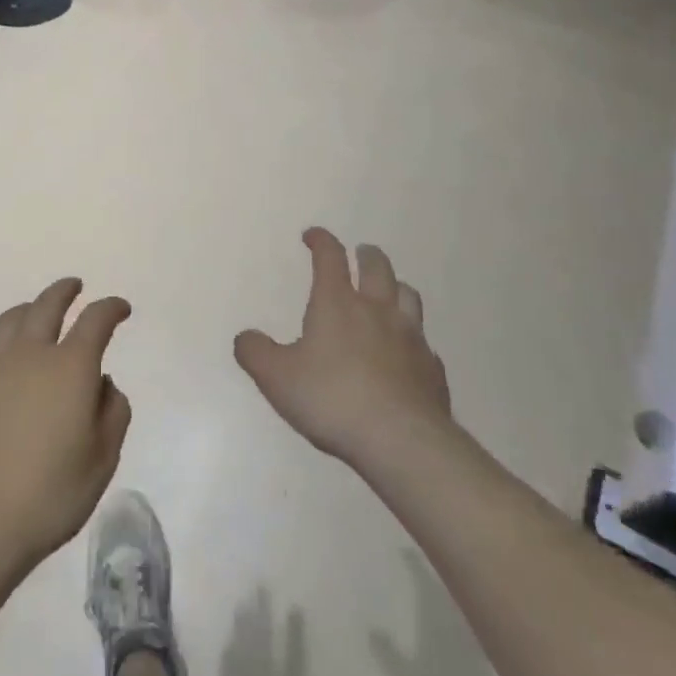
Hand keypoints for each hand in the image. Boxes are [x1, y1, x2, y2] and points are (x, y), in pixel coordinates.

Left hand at [0, 278, 132, 573]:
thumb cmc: (51, 494)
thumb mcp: (103, 459)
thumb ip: (113, 412)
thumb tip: (101, 385)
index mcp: (70, 367)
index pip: (95, 319)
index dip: (112, 308)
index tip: (121, 308)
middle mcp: (30, 355)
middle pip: (47, 305)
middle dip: (65, 291)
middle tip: (75, 287)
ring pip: (11, 319)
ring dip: (30, 307)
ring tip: (37, 311)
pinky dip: (7, 345)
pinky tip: (10, 365)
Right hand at [235, 229, 452, 470]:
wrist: (400, 439)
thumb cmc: (333, 399)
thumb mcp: (278, 378)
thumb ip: (256, 353)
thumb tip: (244, 337)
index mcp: (338, 303)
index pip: (330, 257)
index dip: (321, 240)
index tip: (313, 235)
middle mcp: (377, 310)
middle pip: (378, 267)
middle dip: (366, 255)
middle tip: (360, 253)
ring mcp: (410, 337)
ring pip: (408, 296)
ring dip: (396, 287)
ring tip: (389, 292)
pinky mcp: (431, 368)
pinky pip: (425, 343)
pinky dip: (414, 339)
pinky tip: (408, 352)